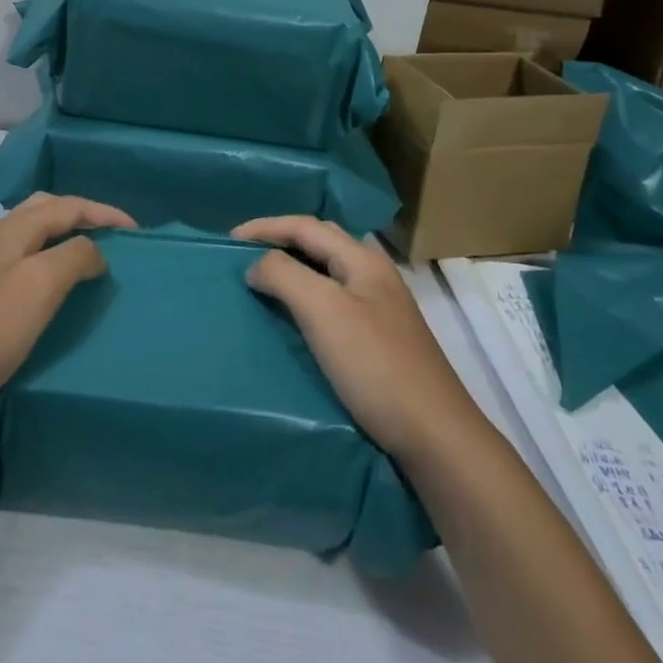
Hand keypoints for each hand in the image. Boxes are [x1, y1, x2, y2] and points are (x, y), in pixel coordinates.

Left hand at [0, 193, 135, 422]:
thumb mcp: (40, 286)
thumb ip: (74, 257)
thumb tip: (94, 250)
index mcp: (13, 230)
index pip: (68, 206)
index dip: (104, 213)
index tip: (137, 230)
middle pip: (45, 209)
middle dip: (81, 214)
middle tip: (111, 234)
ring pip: (31, 232)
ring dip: (62, 234)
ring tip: (88, 254)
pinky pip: (22, 257)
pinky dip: (46, 256)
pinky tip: (50, 282)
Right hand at [234, 216, 480, 459]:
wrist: (434, 436)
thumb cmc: (375, 366)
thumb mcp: (323, 311)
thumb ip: (284, 275)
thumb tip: (256, 264)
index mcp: (363, 260)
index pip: (305, 226)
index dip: (265, 227)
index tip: (227, 241)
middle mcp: (374, 275)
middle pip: (320, 240)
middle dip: (281, 239)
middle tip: (246, 254)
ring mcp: (380, 307)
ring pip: (328, 270)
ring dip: (294, 266)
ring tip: (263, 279)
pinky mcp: (379, 337)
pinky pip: (333, 299)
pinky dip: (306, 294)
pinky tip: (295, 315)